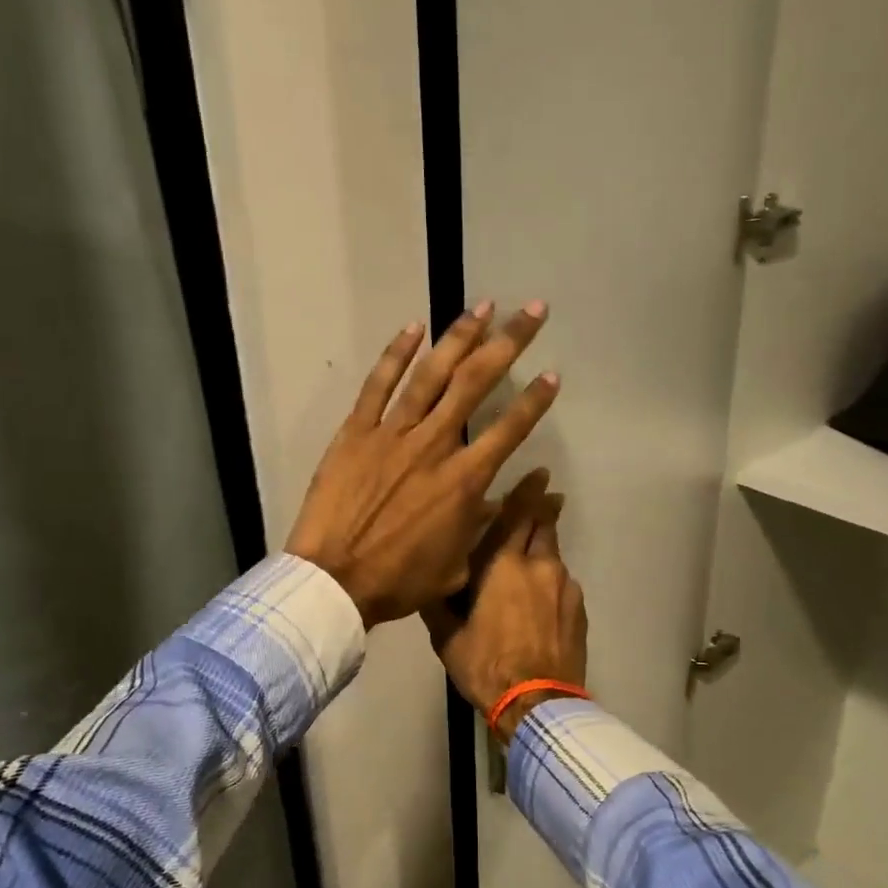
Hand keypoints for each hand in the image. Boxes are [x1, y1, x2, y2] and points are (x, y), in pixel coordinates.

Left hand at [286, 302, 559, 627]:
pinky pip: (378, 385)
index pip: (509, 429)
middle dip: (509, 342)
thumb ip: (480, 525)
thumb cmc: (399, 580)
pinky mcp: (356, 432)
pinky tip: (414, 327)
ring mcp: (393, 434)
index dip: (534, 400)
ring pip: (432, 374)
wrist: (334, 580)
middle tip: (532, 311)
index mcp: (464, 480)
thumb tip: (502, 498)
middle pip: (476, 383)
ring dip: (460, 336)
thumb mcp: (455, 564)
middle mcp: (434, 445)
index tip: (553, 374)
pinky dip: (396, 354)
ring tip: (483, 306)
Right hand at [423, 469, 587, 738]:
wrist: (537, 703)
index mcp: (503, 565)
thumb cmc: (485, 665)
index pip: (518, 515)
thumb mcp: (446, 635)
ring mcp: (565, 587)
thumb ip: (439, 601)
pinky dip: (553, 582)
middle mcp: (539, 566)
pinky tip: (543, 601)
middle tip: (546, 499)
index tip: (539, 474)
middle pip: (545, 526)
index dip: (528, 492)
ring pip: (554, 555)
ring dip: (545, 549)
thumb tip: (428, 579)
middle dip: (544, 510)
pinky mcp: (579, 609)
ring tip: (536, 558)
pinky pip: (564, 583)